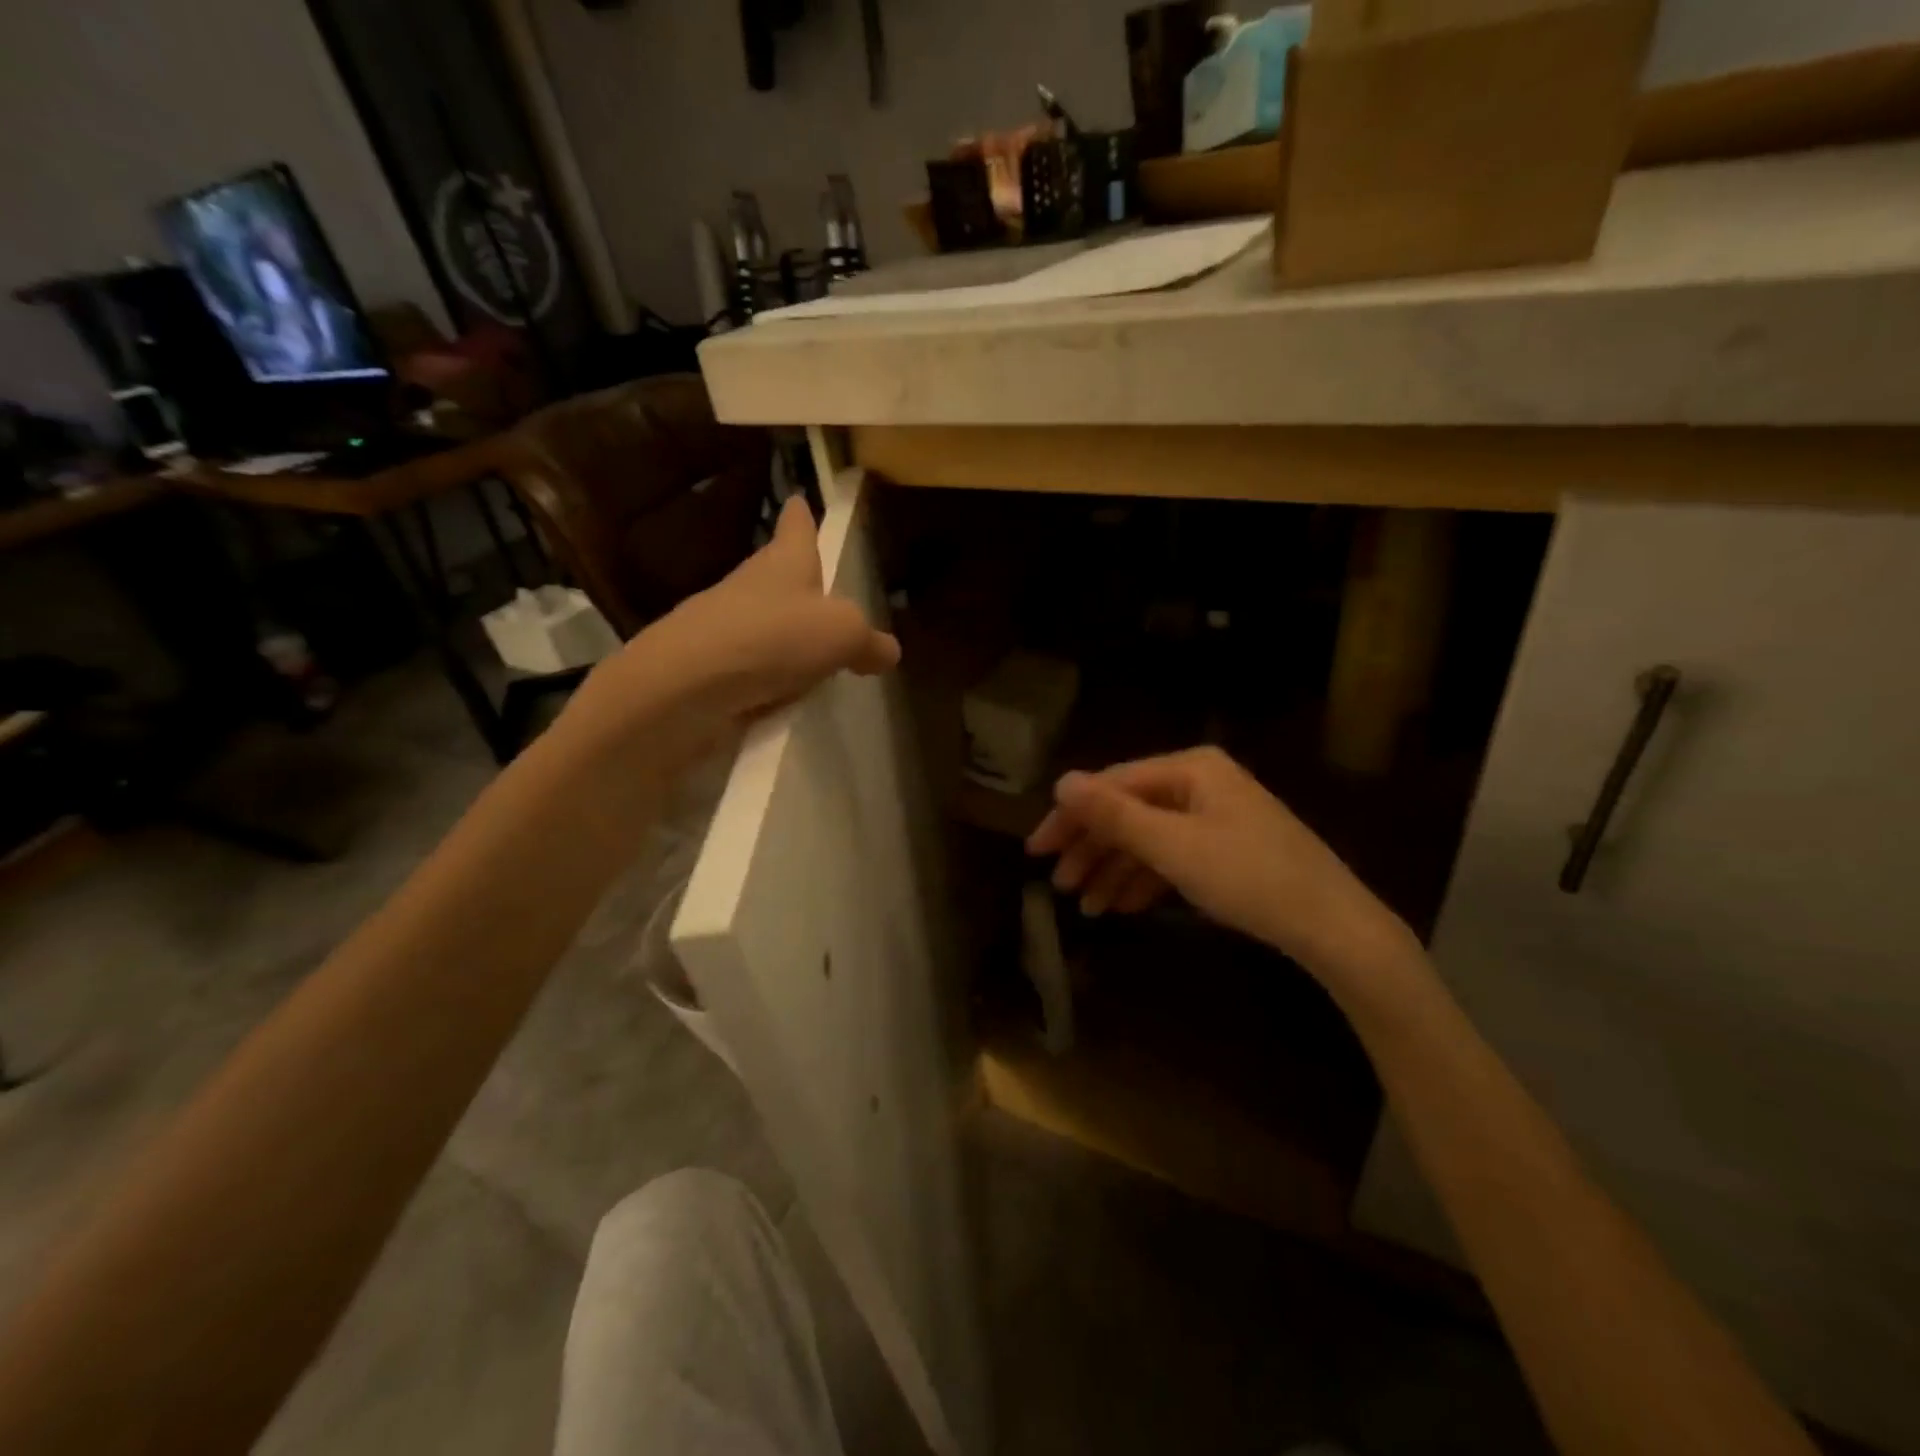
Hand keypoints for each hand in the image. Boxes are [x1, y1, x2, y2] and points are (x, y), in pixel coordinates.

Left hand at [557, 496, 898, 768]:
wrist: (684, 688)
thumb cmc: (772, 639)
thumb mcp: (843, 635)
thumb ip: (869, 641)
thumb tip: (887, 651)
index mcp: (784, 562)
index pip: (796, 527)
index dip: (802, 515)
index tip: (799, 499)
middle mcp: (752, 586)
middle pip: (780, 576)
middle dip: (800, 584)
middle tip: (828, 600)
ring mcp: (726, 628)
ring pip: (766, 625)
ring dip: (787, 638)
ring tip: (817, 661)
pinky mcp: (712, 670)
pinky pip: (754, 670)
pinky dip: (771, 680)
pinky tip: (788, 700)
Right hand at [1026, 746, 1416, 985]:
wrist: (1334, 927)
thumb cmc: (1250, 878)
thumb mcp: (1174, 846)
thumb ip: (1114, 814)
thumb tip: (1061, 780)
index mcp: (1190, 769)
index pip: (1113, 785)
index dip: (1070, 817)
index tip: (1036, 850)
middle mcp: (1200, 783)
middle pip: (1129, 811)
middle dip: (1092, 849)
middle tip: (1058, 883)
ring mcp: (1215, 816)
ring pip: (1148, 838)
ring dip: (1114, 870)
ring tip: (1086, 906)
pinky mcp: (1226, 849)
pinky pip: (1172, 857)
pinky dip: (1145, 880)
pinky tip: (1121, 906)